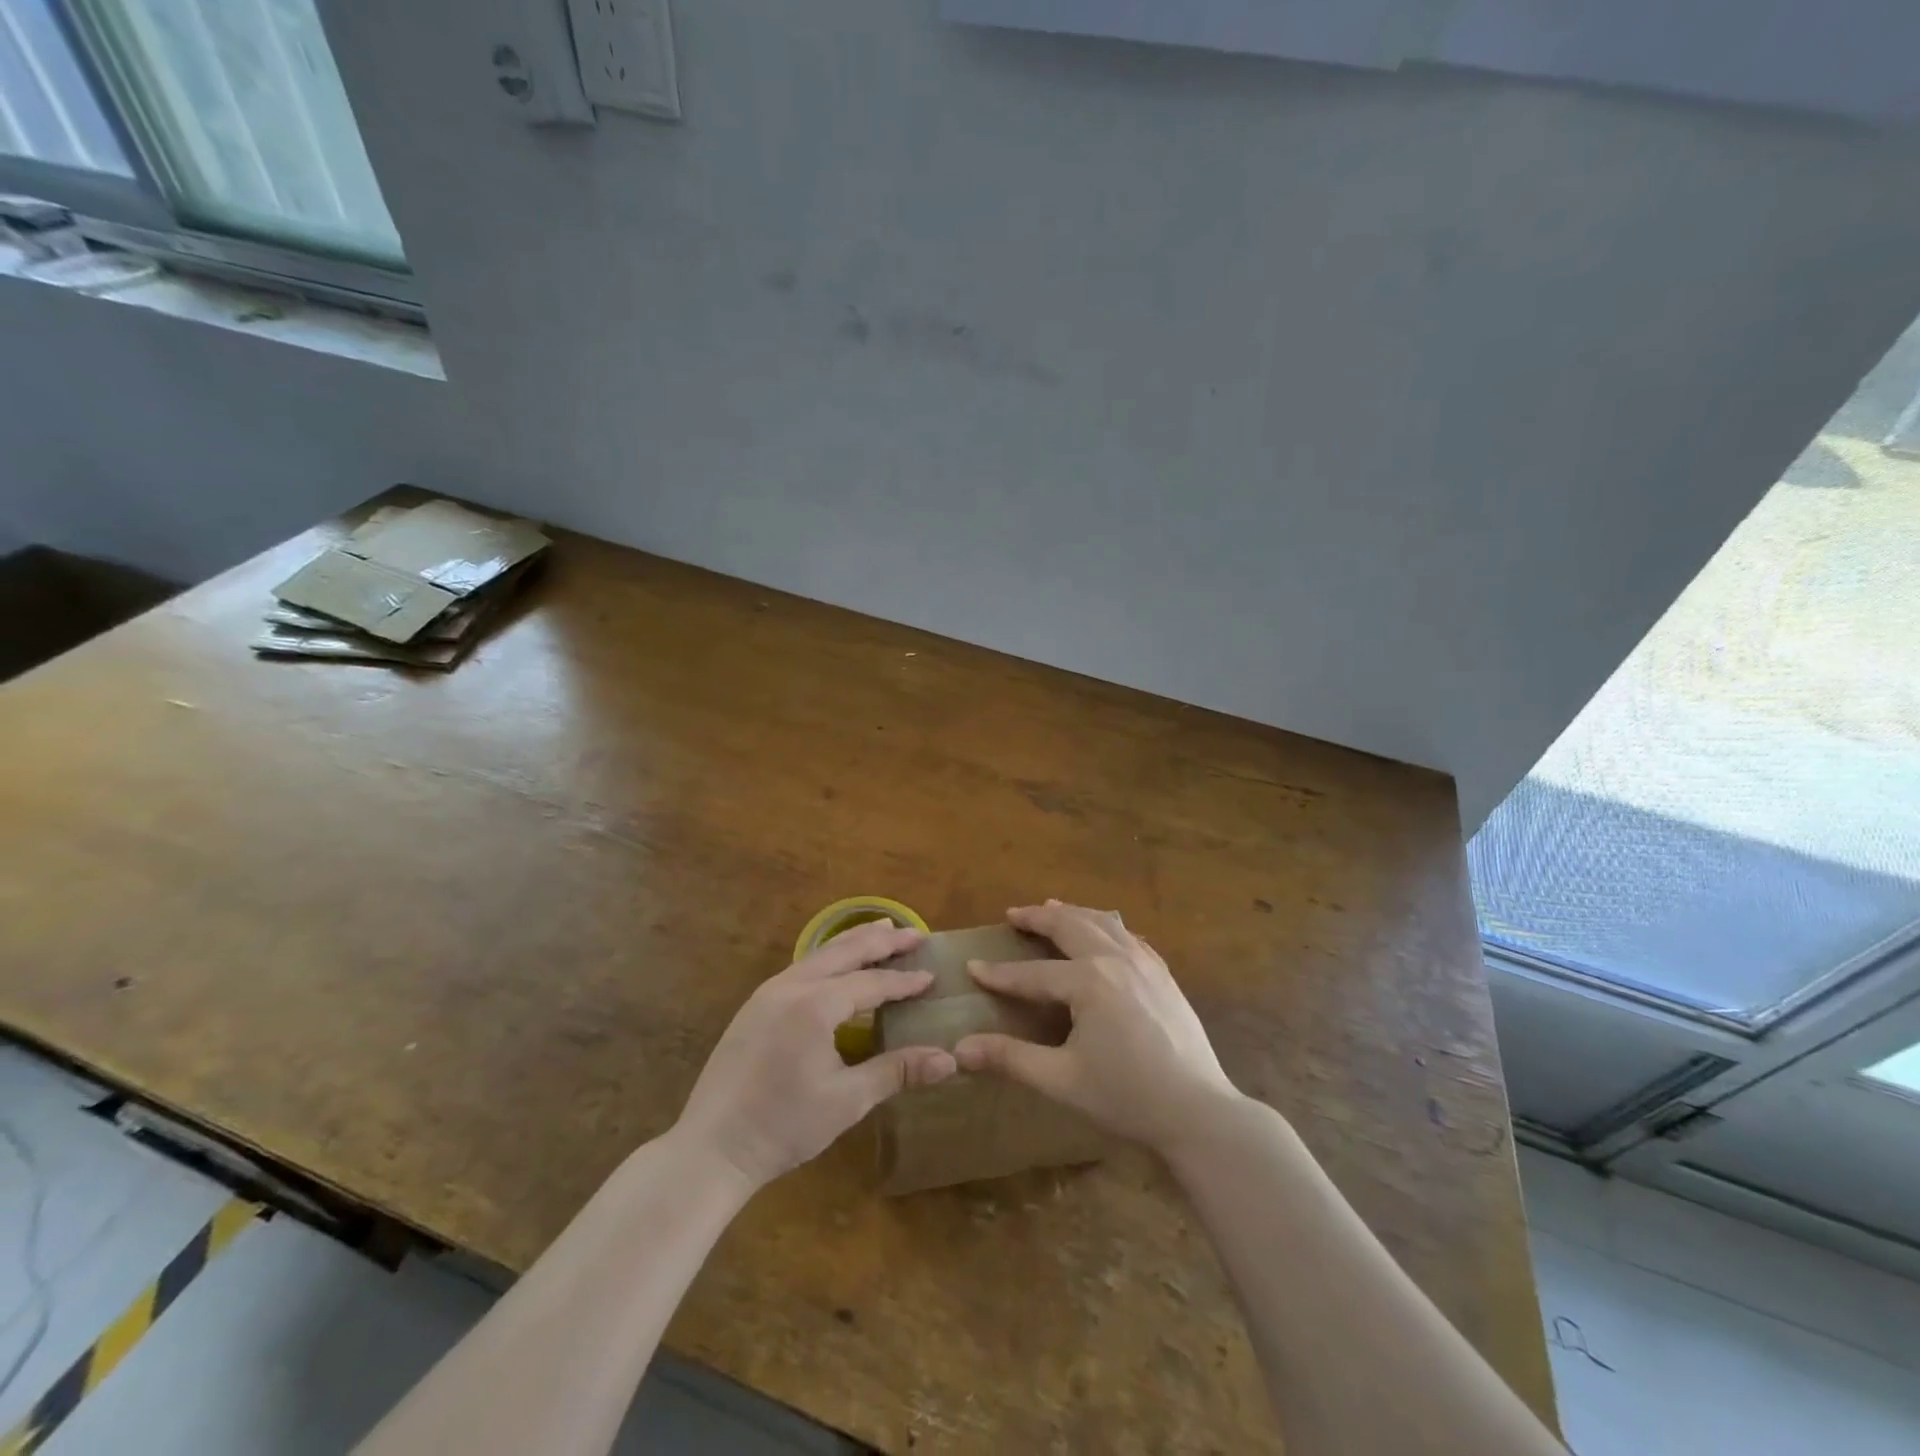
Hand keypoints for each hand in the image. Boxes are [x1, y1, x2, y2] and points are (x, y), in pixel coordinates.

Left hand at [675, 921, 956, 1189]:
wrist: (712, 1148)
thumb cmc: (784, 1126)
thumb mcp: (848, 1100)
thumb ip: (897, 1071)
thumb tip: (949, 1060)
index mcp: (816, 1005)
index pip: (871, 983)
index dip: (904, 981)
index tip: (932, 976)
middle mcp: (792, 986)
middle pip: (845, 951)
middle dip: (882, 940)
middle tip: (914, 934)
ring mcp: (768, 993)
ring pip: (820, 954)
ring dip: (854, 942)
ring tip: (881, 931)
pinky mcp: (754, 1005)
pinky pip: (801, 967)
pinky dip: (829, 958)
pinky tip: (837, 966)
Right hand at [954, 900, 1241, 1156]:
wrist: (1199, 1111)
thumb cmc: (1126, 1097)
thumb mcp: (1061, 1079)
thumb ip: (1010, 1059)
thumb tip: (960, 1050)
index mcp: (1088, 981)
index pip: (1032, 973)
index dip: (1000, 973)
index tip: (972, 967)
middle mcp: (1115, 959)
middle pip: (1070, 926)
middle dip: (1038, 918)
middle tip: (1014, 914)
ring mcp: (1145, 963)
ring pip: (1103, 921)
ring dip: (1073, 913)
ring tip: (1052, 908)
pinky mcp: (1163, 975)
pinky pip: (1130, 936)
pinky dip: (1107, 926)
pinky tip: (1104, 933)